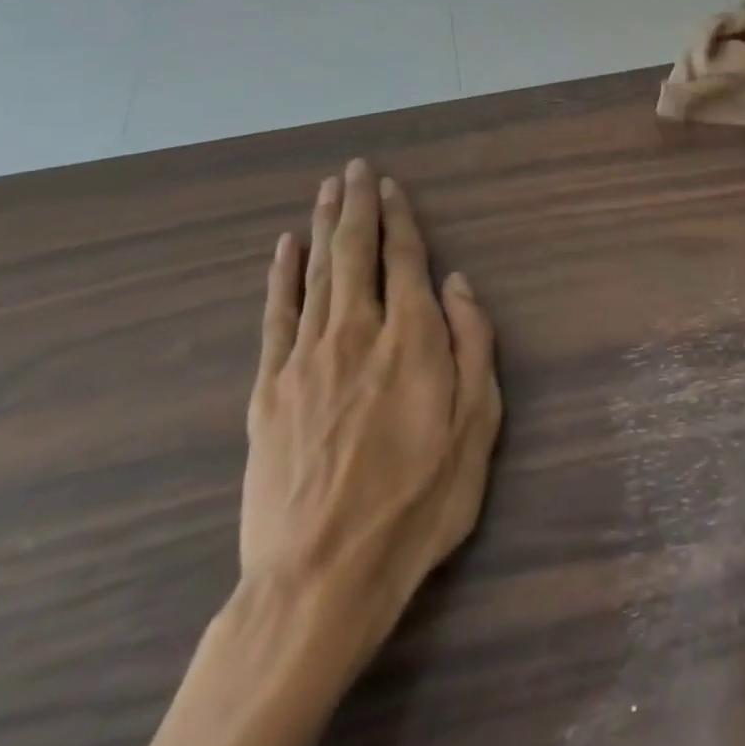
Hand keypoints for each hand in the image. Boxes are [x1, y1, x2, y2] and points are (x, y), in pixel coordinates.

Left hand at [241, 159, 501, 678]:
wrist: (320, 577)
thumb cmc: (416, 503)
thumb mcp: (477, 428)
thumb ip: (474, 346)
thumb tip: (460, 283)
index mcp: (412, 340)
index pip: (405, 260)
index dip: (400, 219)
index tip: (392, 187)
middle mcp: (357, 333)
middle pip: (356, 253)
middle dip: (358, 206)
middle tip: (356, 168)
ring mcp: (305, 358)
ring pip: (316, 273)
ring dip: (322, 226)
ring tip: (326, 190)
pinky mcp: (268, 388)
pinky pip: (276, 315)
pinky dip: (281, 276)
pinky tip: (284, 248)